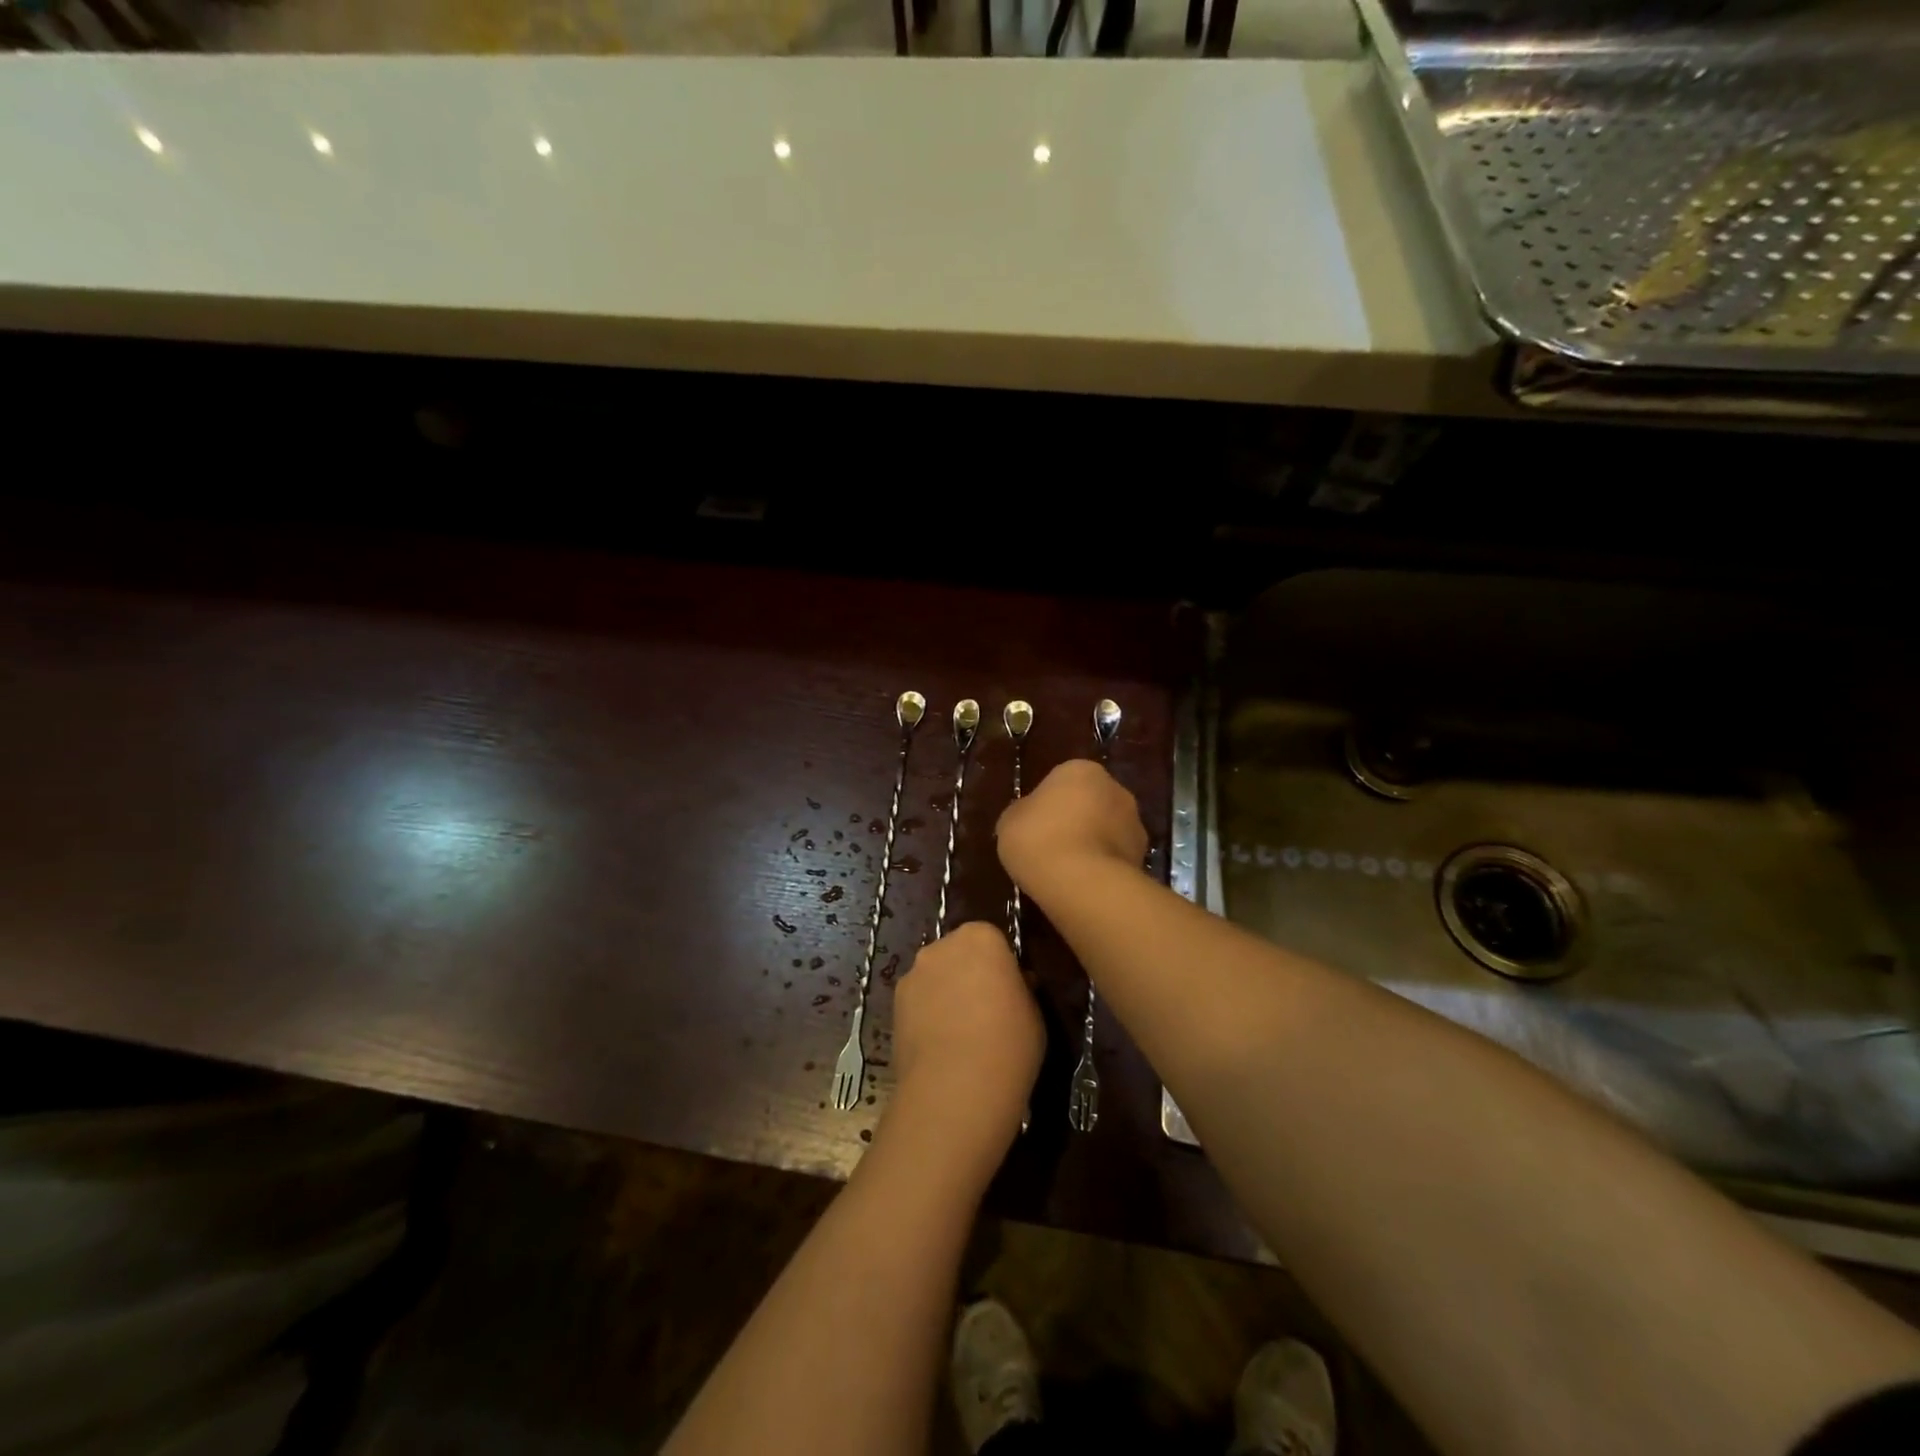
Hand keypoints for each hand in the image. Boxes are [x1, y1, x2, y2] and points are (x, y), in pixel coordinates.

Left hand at [887, 922, 1041, 1179]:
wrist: (957, 1086)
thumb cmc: (1009, 1043)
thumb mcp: (1034, 1012)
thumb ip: (1020, 988)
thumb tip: (1014, 985)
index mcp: (981, 937)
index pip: (991, 939)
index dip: (1000, 965)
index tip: (1008, 990)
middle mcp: (941, 945)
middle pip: (957, 952)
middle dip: (968, 972)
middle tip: (984, 1008)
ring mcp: (913, 974)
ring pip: (934, 976)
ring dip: (944, 992)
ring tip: (958, 1033)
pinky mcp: (893, 1004)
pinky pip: (917, 1001)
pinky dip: (925, 1014)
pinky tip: (938, 1045)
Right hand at [996, 759, 1147, 896]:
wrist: (1081, 882)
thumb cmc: (1038, 839)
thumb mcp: (1010, 821)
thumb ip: (1024, 813)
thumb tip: (1032, 817)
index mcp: (1080, 770)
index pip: (1063, 780)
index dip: (1048, 803)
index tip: (1036, 825)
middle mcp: (1115, 788)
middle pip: (1091, 801)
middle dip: (1077, 820)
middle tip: (1052, 845)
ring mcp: (1135, 822)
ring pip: (1108, 829)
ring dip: (1094, 843)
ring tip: (1068, 871)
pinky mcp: (1143, 855)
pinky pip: (1116, 856)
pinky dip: (1103, 866)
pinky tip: (1085, 884)